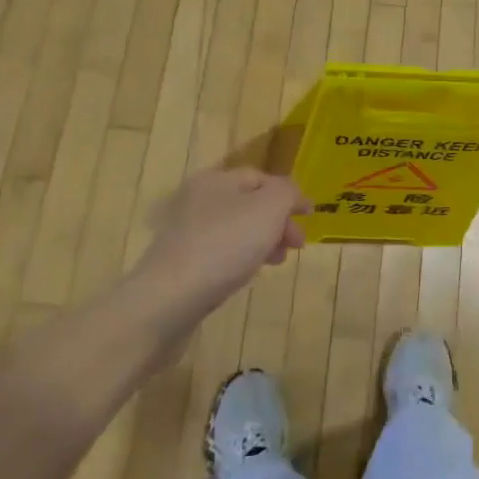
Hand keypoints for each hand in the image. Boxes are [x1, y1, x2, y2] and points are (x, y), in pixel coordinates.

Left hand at [137, 169, 307, 333]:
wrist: (168, 301)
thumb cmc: (225, 245)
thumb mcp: (269, 208)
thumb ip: (288, 192)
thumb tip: (293, 195)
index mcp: (216, 180)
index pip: (261, 177)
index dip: (289, 194)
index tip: (311, 217)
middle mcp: (197, 200)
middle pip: (249, 204)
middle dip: (278, 221)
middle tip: (297, 245)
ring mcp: (185, 234)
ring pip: (236, 230)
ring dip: (263, 241)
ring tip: (277, 262)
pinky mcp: (180, 264)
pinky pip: (220, 253)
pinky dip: (240, 259)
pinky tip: (248, 274)